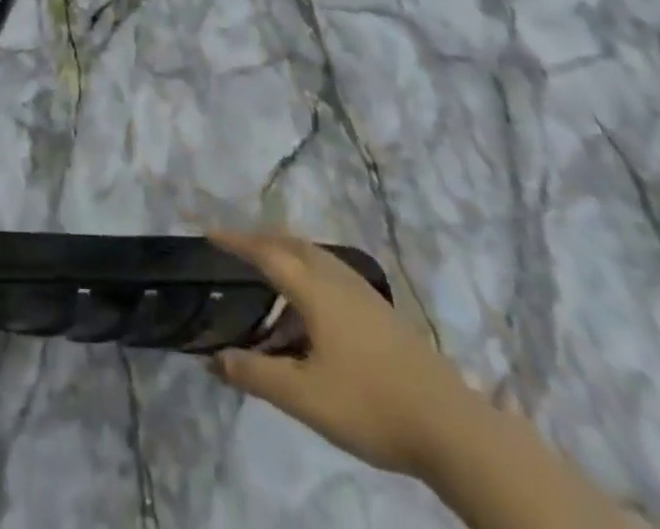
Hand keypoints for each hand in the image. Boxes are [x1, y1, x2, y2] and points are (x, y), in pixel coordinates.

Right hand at [207, 229, 472, 478]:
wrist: (451, 426)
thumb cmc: (370, 404)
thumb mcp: (304, 397)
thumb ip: (255, 375)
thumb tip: (211, 359)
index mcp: (314, 289)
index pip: (265, 253)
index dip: (235, 242)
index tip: (209, 233)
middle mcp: (336, 278)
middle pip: (291, 243)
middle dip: (260, 240)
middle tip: (234, 247)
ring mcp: (363, 292)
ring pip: (314, 256)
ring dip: (285, 253)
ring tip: (267, 271)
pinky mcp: (380, 310)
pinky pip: (330, 272)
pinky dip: (307, 270)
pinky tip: (310, 304)